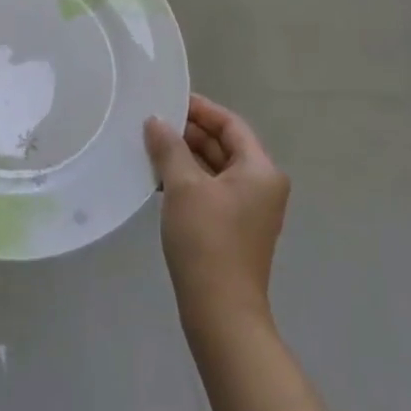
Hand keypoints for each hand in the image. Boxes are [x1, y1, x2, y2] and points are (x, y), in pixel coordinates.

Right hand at [145, 94, 289, 334]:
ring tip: (149, 145)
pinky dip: (187, 180)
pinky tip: (158, 178)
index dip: (200, 109)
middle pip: (224, 145)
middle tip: (152, 121)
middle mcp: (261, 185)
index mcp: (260, 170)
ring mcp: (248, 210)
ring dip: (184, 156)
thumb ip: (169, 147)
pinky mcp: (233, 229)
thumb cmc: (207, 240)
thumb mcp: (184, 187)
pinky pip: (210, 190)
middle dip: (189, 133)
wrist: (220, 312)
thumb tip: (156, 121)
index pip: (230, 124)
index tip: (168, 99)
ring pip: (214, 169)